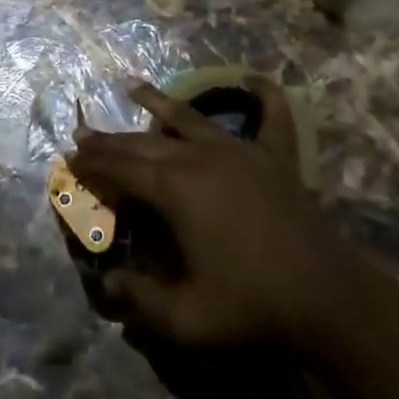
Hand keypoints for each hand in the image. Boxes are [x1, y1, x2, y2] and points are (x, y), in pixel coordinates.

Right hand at [71, 80, 352, 349]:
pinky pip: (271, 116)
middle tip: (85, 135)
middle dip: (112, 139)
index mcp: (175, 189)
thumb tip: (108, 285)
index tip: (70, 157)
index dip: (94, 164)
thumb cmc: (252, 306)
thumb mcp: (187, 319)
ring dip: (158, 102)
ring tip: (131, 86)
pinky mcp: (274, 158)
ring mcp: (240, 151)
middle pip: (146, 141)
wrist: (327, 298)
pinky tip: (252, 79)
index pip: (122, 169)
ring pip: (189, 118)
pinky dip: (263, 95)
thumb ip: (141, 302)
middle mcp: (201, 157)